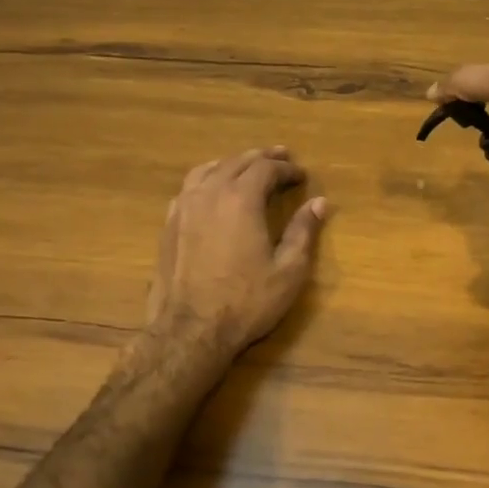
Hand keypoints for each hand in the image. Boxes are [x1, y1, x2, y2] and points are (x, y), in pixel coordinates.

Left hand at [145, 147, 329, 356]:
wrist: (190, 331)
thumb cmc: (246, 302)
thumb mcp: (288, 271)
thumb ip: (303, 232)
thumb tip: (319, 202)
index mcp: (242, 199)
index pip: (266, 169)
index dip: (286, 169)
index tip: (301, 175)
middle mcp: (211, 193)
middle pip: (237, 161)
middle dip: (261, 158)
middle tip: (280, 157)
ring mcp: (185, 207)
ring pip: (209, 169)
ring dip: (232, 163)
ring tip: (246, 165)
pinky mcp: (169, 224)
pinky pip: (189, 187)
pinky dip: (207, 178)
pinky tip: (212, 189)